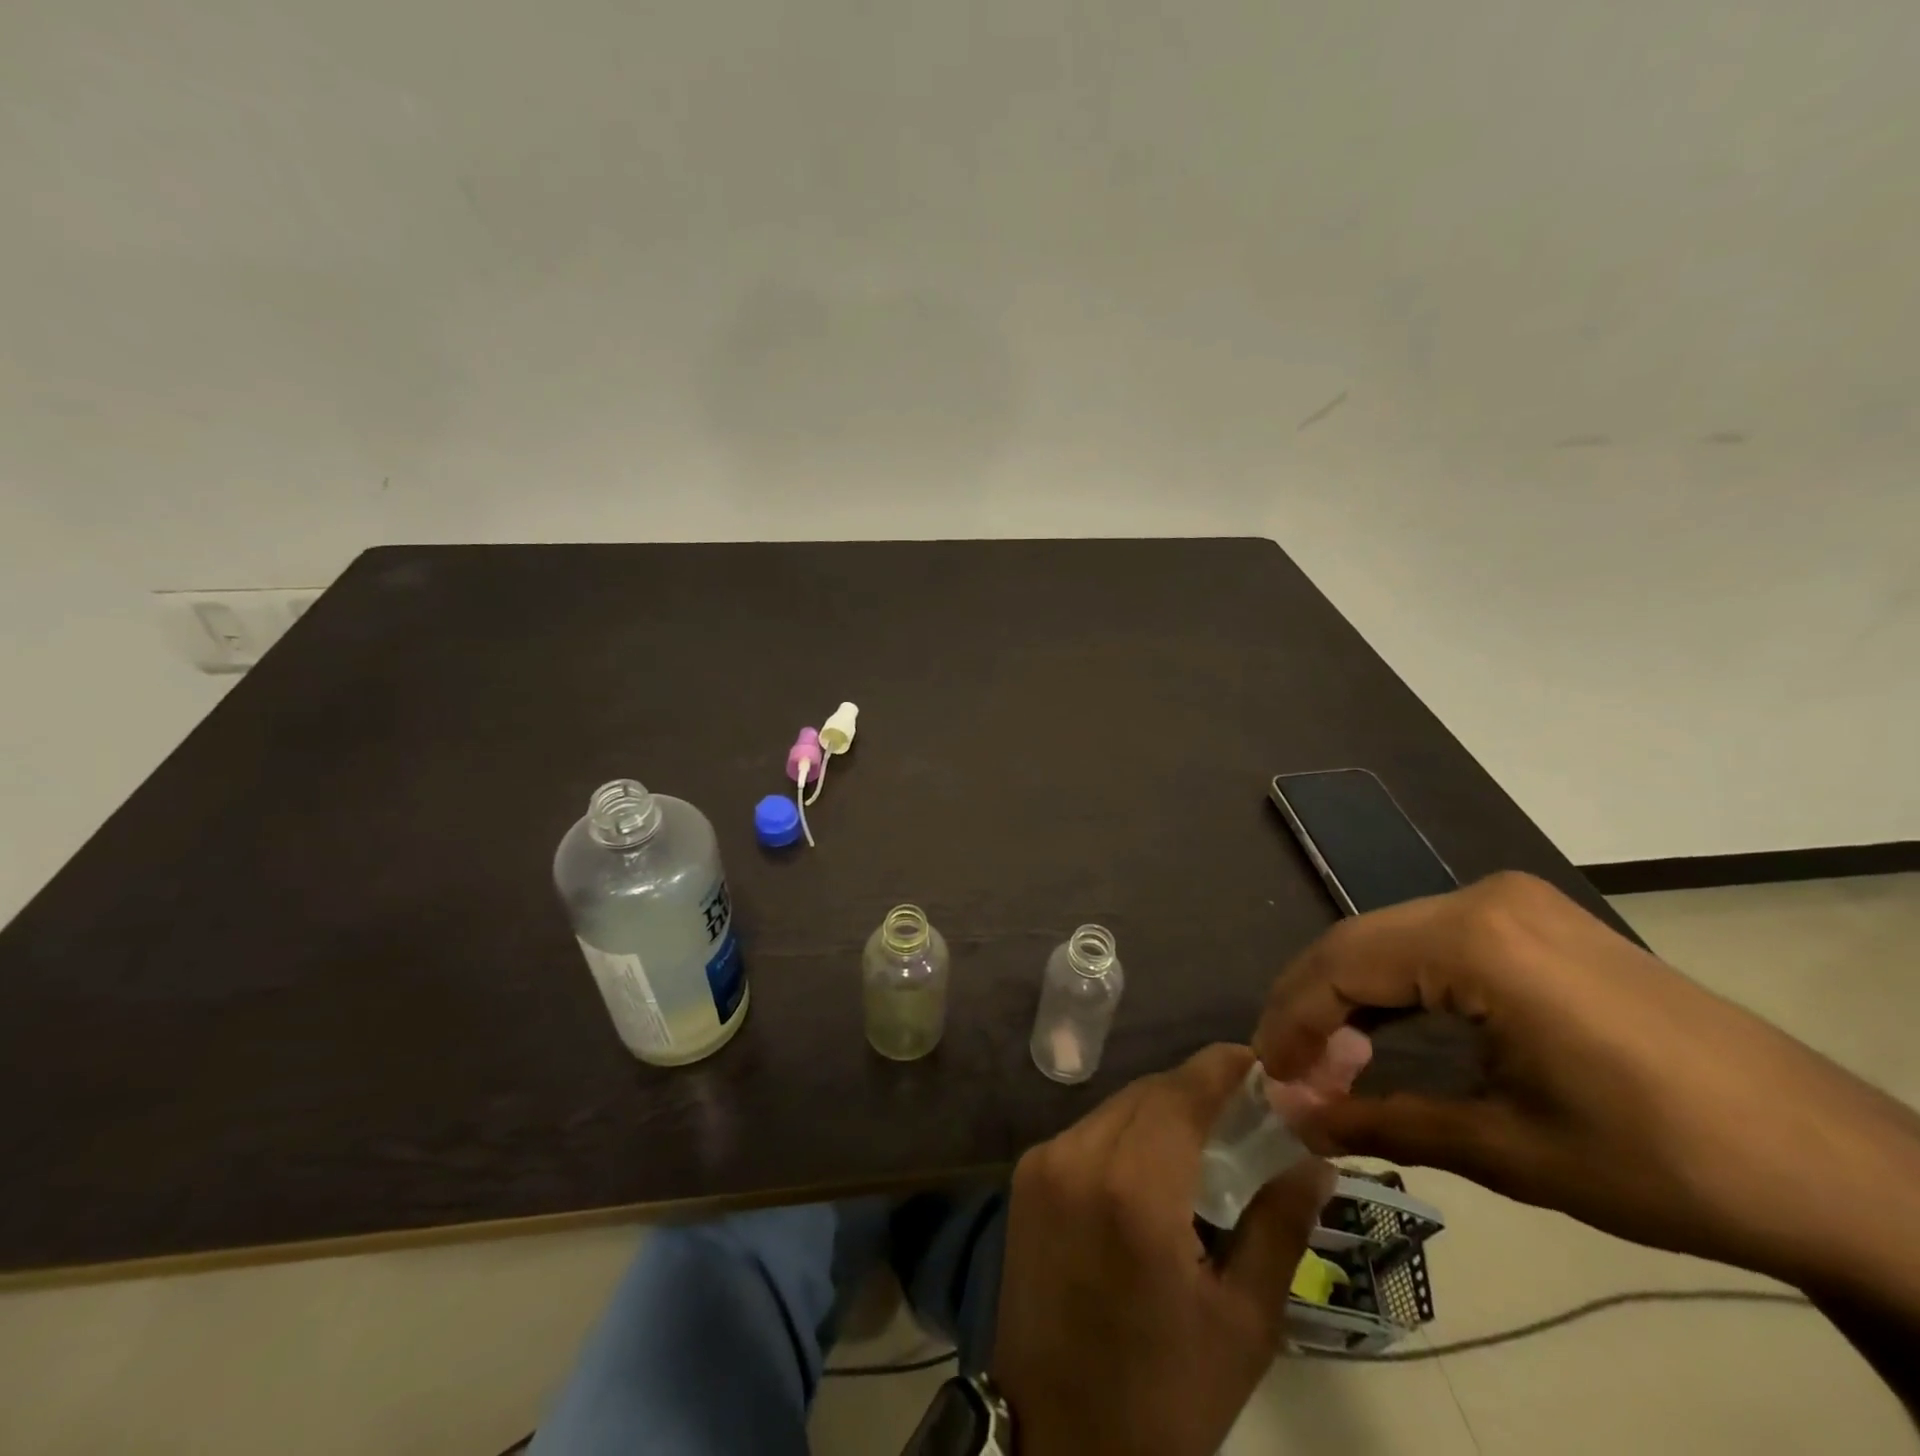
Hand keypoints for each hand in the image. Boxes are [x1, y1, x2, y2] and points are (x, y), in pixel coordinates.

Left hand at [991, 1045, 1332, 1455]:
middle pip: (1148, 1094)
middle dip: (1197, 1092)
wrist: (1057, 1441)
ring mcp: (1043, 1162)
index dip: (1221, 1068)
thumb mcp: (1242, 1322)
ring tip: (1207, 1139)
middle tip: (1245, 1112)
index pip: (1182, 1093)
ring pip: (1116, 1107)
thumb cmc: (1163, 1396)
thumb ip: (1278, 1225)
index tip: (1259, 1062)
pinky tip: (1154, 1166)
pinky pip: (1089, 1132)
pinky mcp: (1025, 1176)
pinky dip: (1127, 1133)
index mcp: (1133, 1190)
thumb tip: (1314, 1158)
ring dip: (1161, 1111)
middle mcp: (1078, 1156)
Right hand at [1253, 871, 1919, 1309]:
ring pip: (1390, 940)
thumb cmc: (1666, 1162)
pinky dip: (1396, 990)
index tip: (1267, 1077)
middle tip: (1290, 1075)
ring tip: (1328, 1063)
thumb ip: (1382, 1120)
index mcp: (1475, 940)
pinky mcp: (1538, 924)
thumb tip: (1292, 1121)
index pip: (1342, 965)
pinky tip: (1384, 1034)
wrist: (1842, 1171)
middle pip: (1357, 944)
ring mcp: (1515, 906)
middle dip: (1311, 1009)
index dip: (1293, 1021)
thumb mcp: (1507, 1151)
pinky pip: (1434, 944)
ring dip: (1349, 999)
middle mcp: (1484, 899)